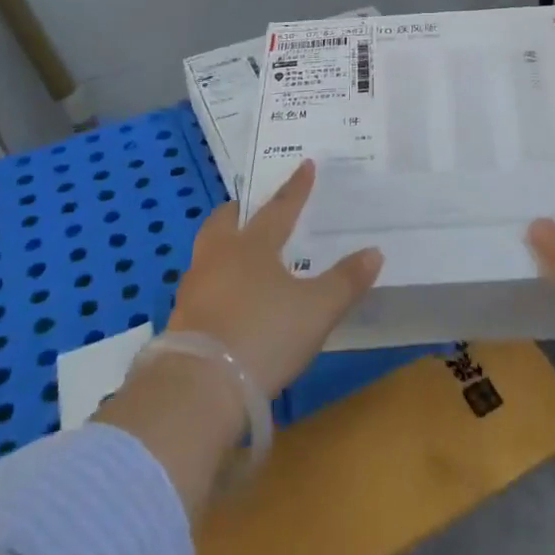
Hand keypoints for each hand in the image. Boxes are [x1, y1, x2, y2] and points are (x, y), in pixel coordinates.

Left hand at [169, 161, 383, 395]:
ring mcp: (194, 289)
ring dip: (223, 246)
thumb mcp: (317, 310)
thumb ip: (346, 280)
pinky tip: (226, 299)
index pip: (279, 208)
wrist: (199, 389)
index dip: (296, 188)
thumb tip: (374, 252)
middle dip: (240, 212)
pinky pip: (200, 287)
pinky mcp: (180, 321)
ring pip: (207, 252)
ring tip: (239, 254)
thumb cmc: (263, 335)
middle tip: (250, 209)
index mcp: (253, 246)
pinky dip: (215, 283)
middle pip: (224, 221)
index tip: (305, 165)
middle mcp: (219, 257)